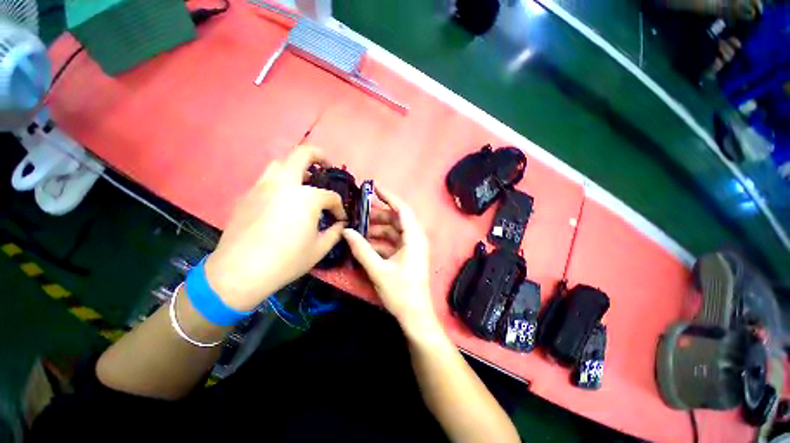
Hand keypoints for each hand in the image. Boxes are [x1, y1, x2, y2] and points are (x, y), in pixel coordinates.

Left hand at [204, 146, 346, 310]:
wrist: (240, 272)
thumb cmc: (286, 261)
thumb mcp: (319, 249)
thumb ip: (335, 233)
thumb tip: (340, 224)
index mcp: (306, 198)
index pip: (330, 197)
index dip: (339, 208)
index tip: (340, 219)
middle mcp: (284, 185)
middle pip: (302, 154)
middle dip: (319, 155)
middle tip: (326, 165)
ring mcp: (262, 187)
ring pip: (280, 164)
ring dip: (296, 168)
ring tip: (304, 182)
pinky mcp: (247, 196)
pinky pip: (267, 180)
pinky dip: (280, 183)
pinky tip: (283, 201)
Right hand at [343, 187, 440, 336]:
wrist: (415, 316)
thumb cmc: (400, 292)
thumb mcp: (378, 270)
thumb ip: (361, 249)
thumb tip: (346, 231)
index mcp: (413, 238)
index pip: (402, 210)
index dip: (389, 197)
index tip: (374, 188)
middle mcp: (415, 239)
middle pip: (396, 220)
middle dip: (378, 216)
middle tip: (359, 213)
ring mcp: (412, 248)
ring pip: (393, 231)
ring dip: (377, 230)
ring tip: (358, 229)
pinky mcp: (407, 256)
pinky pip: (393, 242)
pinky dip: (380, 241)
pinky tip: (366, 244)